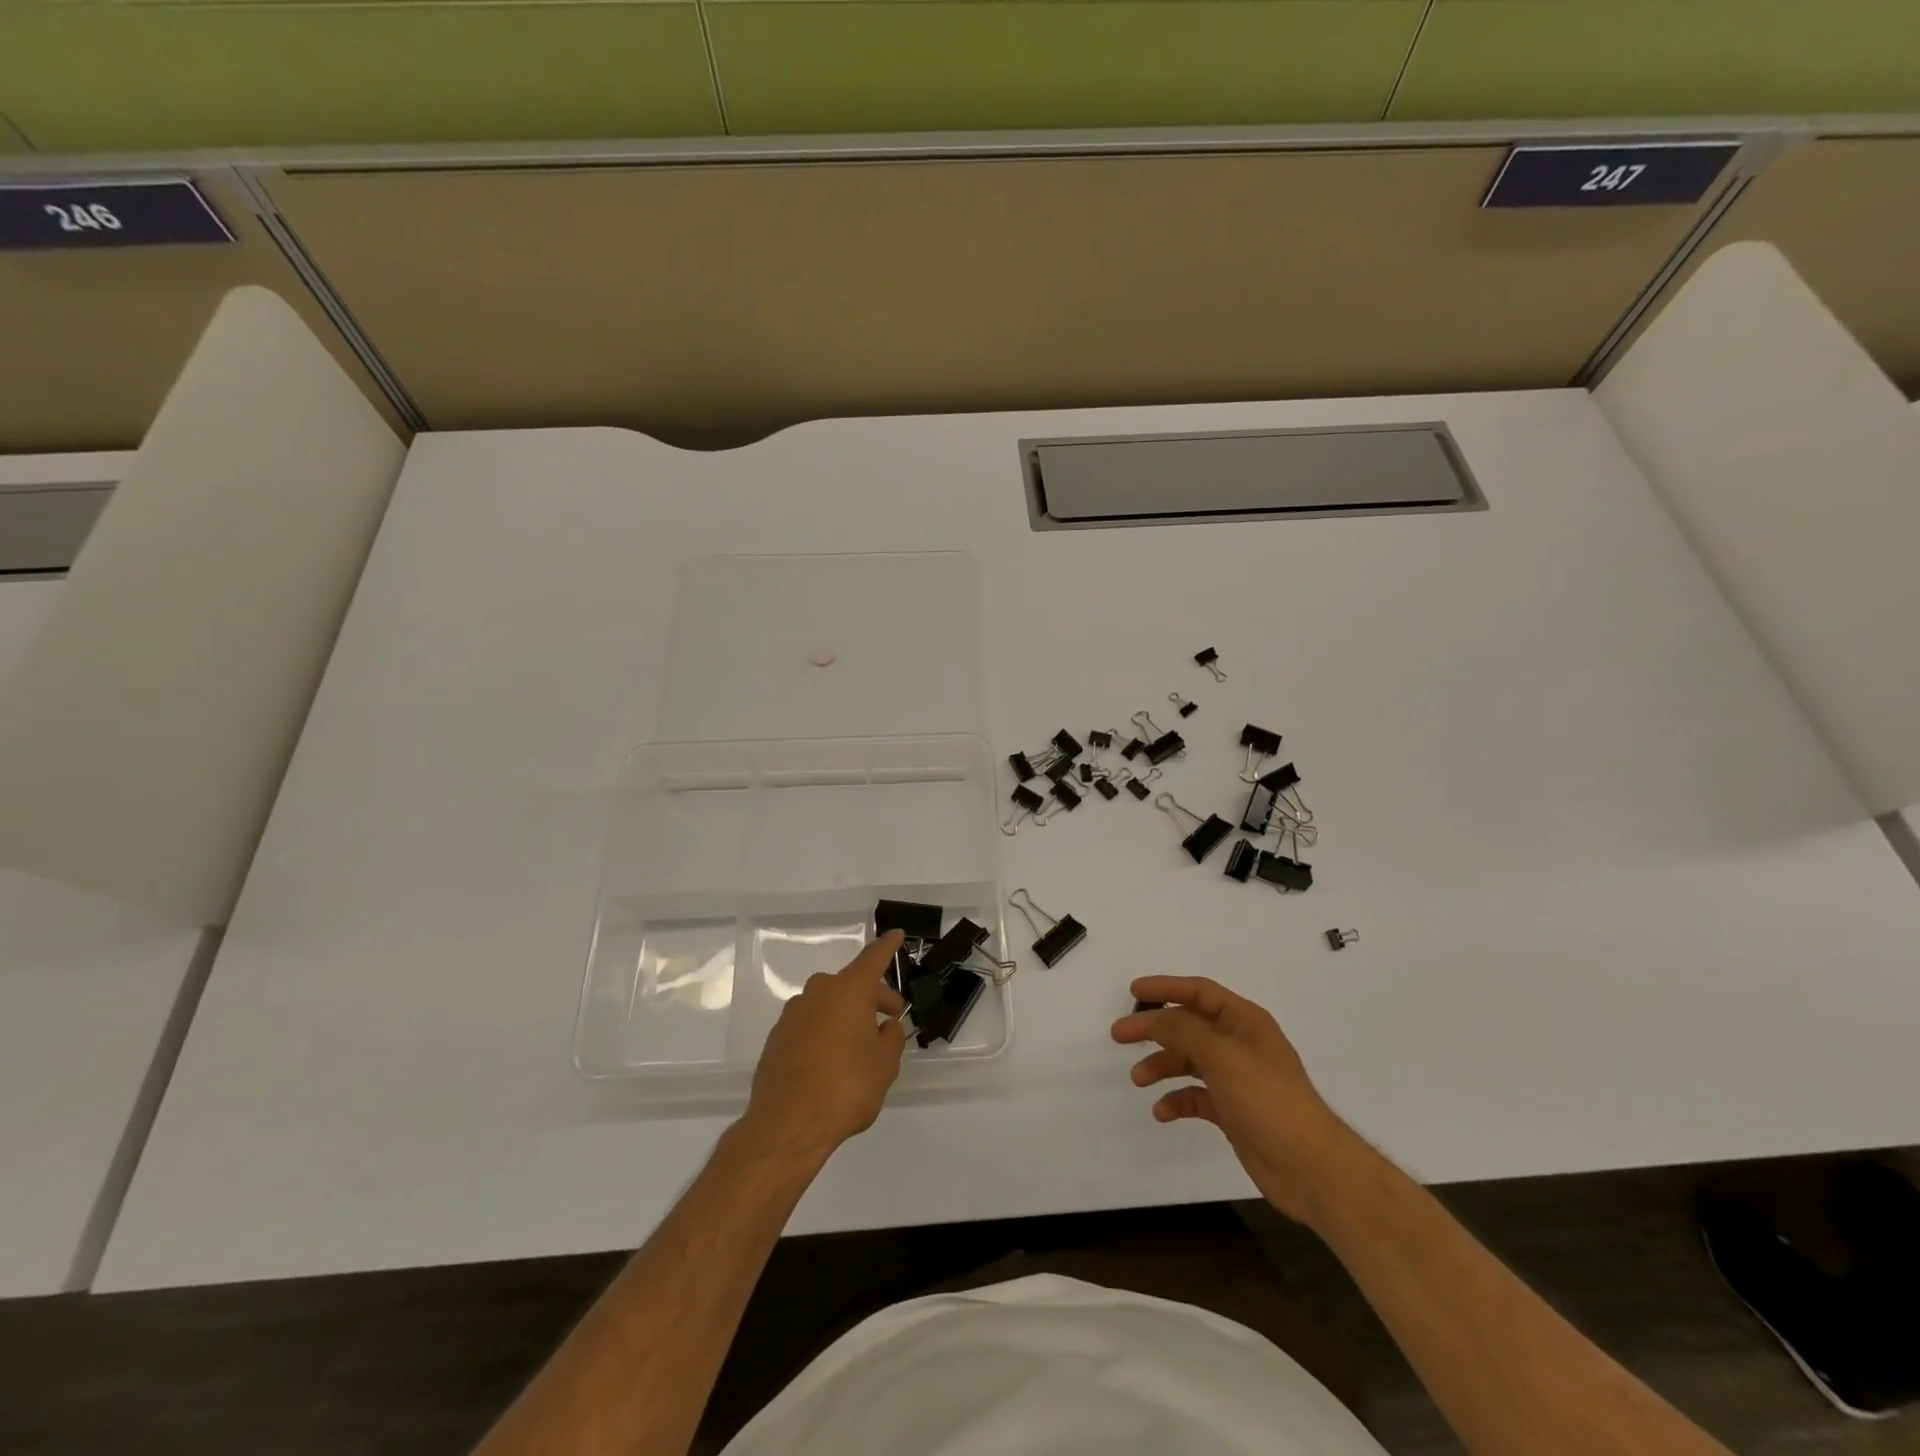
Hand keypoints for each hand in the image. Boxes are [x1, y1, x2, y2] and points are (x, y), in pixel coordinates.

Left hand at [742, 931, 907, 1161]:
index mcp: (849, 990)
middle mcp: (819, 993)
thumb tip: (885, 1026)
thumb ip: (890, 1038)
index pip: (873, 958)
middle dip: (873, 996)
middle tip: (891, 1018)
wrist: (787, 1125)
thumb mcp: (884, 1065)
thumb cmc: (846, 1088)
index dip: (888, 947)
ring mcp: (793, 1014)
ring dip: (847, 1015)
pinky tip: (832, 1061)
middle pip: (852, 984)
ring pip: (829, 1003)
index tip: (897, 935)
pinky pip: (810, 1024)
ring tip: (861, 1045)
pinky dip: (825, 1031)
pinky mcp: (777, 1038)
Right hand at [1111, 976, 1356, 1227]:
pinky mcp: (1233, 1111)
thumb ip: (1183, 1030)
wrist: (1312, 1169)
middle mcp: (1239, 1044)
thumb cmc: (1268, 1100)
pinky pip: (1196, 1096)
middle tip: (1119, 1035)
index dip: (1166, 988)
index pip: (1199, 992)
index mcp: (1244, 1021)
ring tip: (1138, 1078)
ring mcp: (1236, 1079)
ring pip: (1189, 1061)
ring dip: (1162, 1065)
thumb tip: (1154, 1018)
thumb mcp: (1222, 1056)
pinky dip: (1177, 1100)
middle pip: (1188, 1026)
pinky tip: (1163, 1111)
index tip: (1134, 991)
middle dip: (1154, 1029)